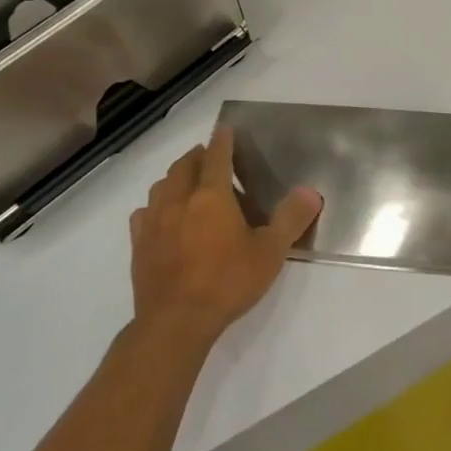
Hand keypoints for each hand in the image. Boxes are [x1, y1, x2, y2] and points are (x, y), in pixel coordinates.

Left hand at [129, 127, 322, 346]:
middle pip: (185, 166)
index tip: (225, 129)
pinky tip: (162, 218)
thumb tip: (310, 191)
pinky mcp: (139, 244)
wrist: (175, 322)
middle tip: (211, 158)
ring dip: (176, 178)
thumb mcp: (270, 252)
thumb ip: (291, 219)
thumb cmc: (227, 282)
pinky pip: (144, 213)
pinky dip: (155, 206)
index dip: (223, 140)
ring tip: (188, 185)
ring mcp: (154, 221)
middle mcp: (179, 200)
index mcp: (211, 196)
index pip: (217, 156)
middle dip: (198, 156)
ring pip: (162, 186)